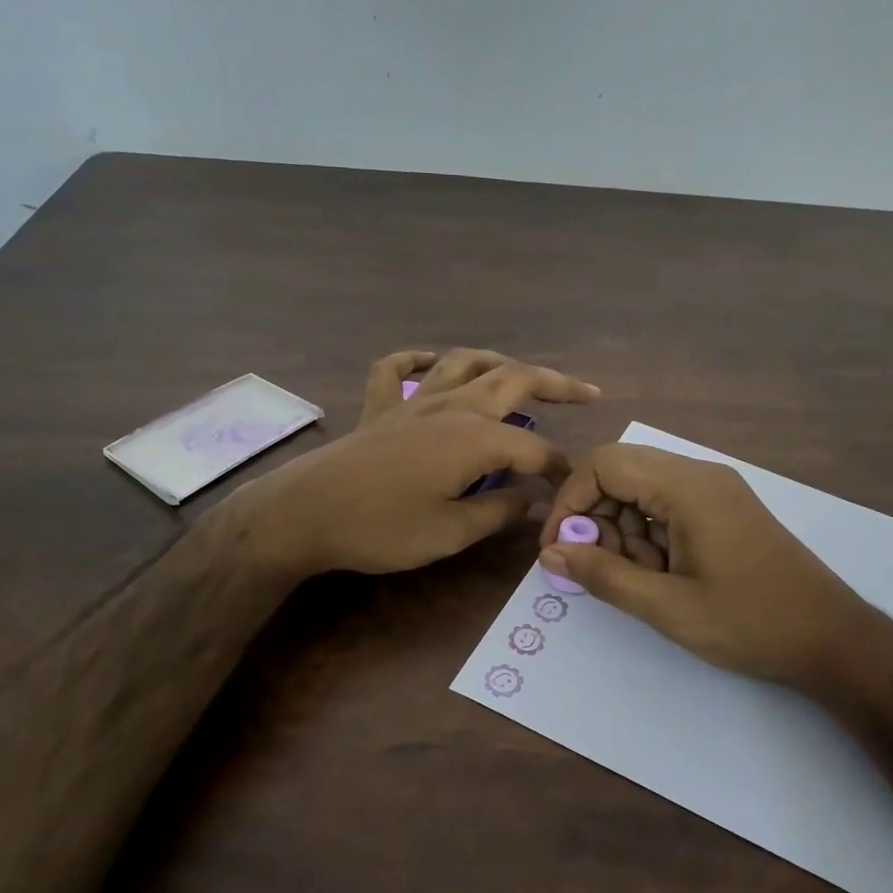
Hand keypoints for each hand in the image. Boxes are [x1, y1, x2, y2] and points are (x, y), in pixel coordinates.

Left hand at [246, 349, 596, 577]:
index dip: (558, 469)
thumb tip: (529, 500)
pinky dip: (415, 360)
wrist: (305, 514)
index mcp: (475, 438)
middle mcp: (451, 406)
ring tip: (521, 372)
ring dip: (499, 362)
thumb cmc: (382, 528)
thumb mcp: (450, 533)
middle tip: (587, 392)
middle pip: (513, 381)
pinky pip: (396, 370)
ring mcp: (412, 401)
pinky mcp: (379, 408)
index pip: (534, 449)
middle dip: (555, 384)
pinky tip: (429, 362)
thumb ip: (497, 513)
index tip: (570, 489)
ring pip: (464, 362)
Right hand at [538, 443, 892, 694]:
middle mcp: (701, 475)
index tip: (561, 547)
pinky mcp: (725, 509)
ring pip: (643, 491)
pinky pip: (668, 506)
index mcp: (687, 487)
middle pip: (622, 473)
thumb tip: (550, 553)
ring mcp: (716, 490)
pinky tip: (664, 575)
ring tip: (642, 579)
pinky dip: (650, 535)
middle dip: (598, 518)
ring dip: (625, 531)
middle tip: (603, 569)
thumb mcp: (667, 606)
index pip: (605, 464)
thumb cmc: (749, 623)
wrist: (832, 639)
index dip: (571, 501)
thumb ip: (602, 576)